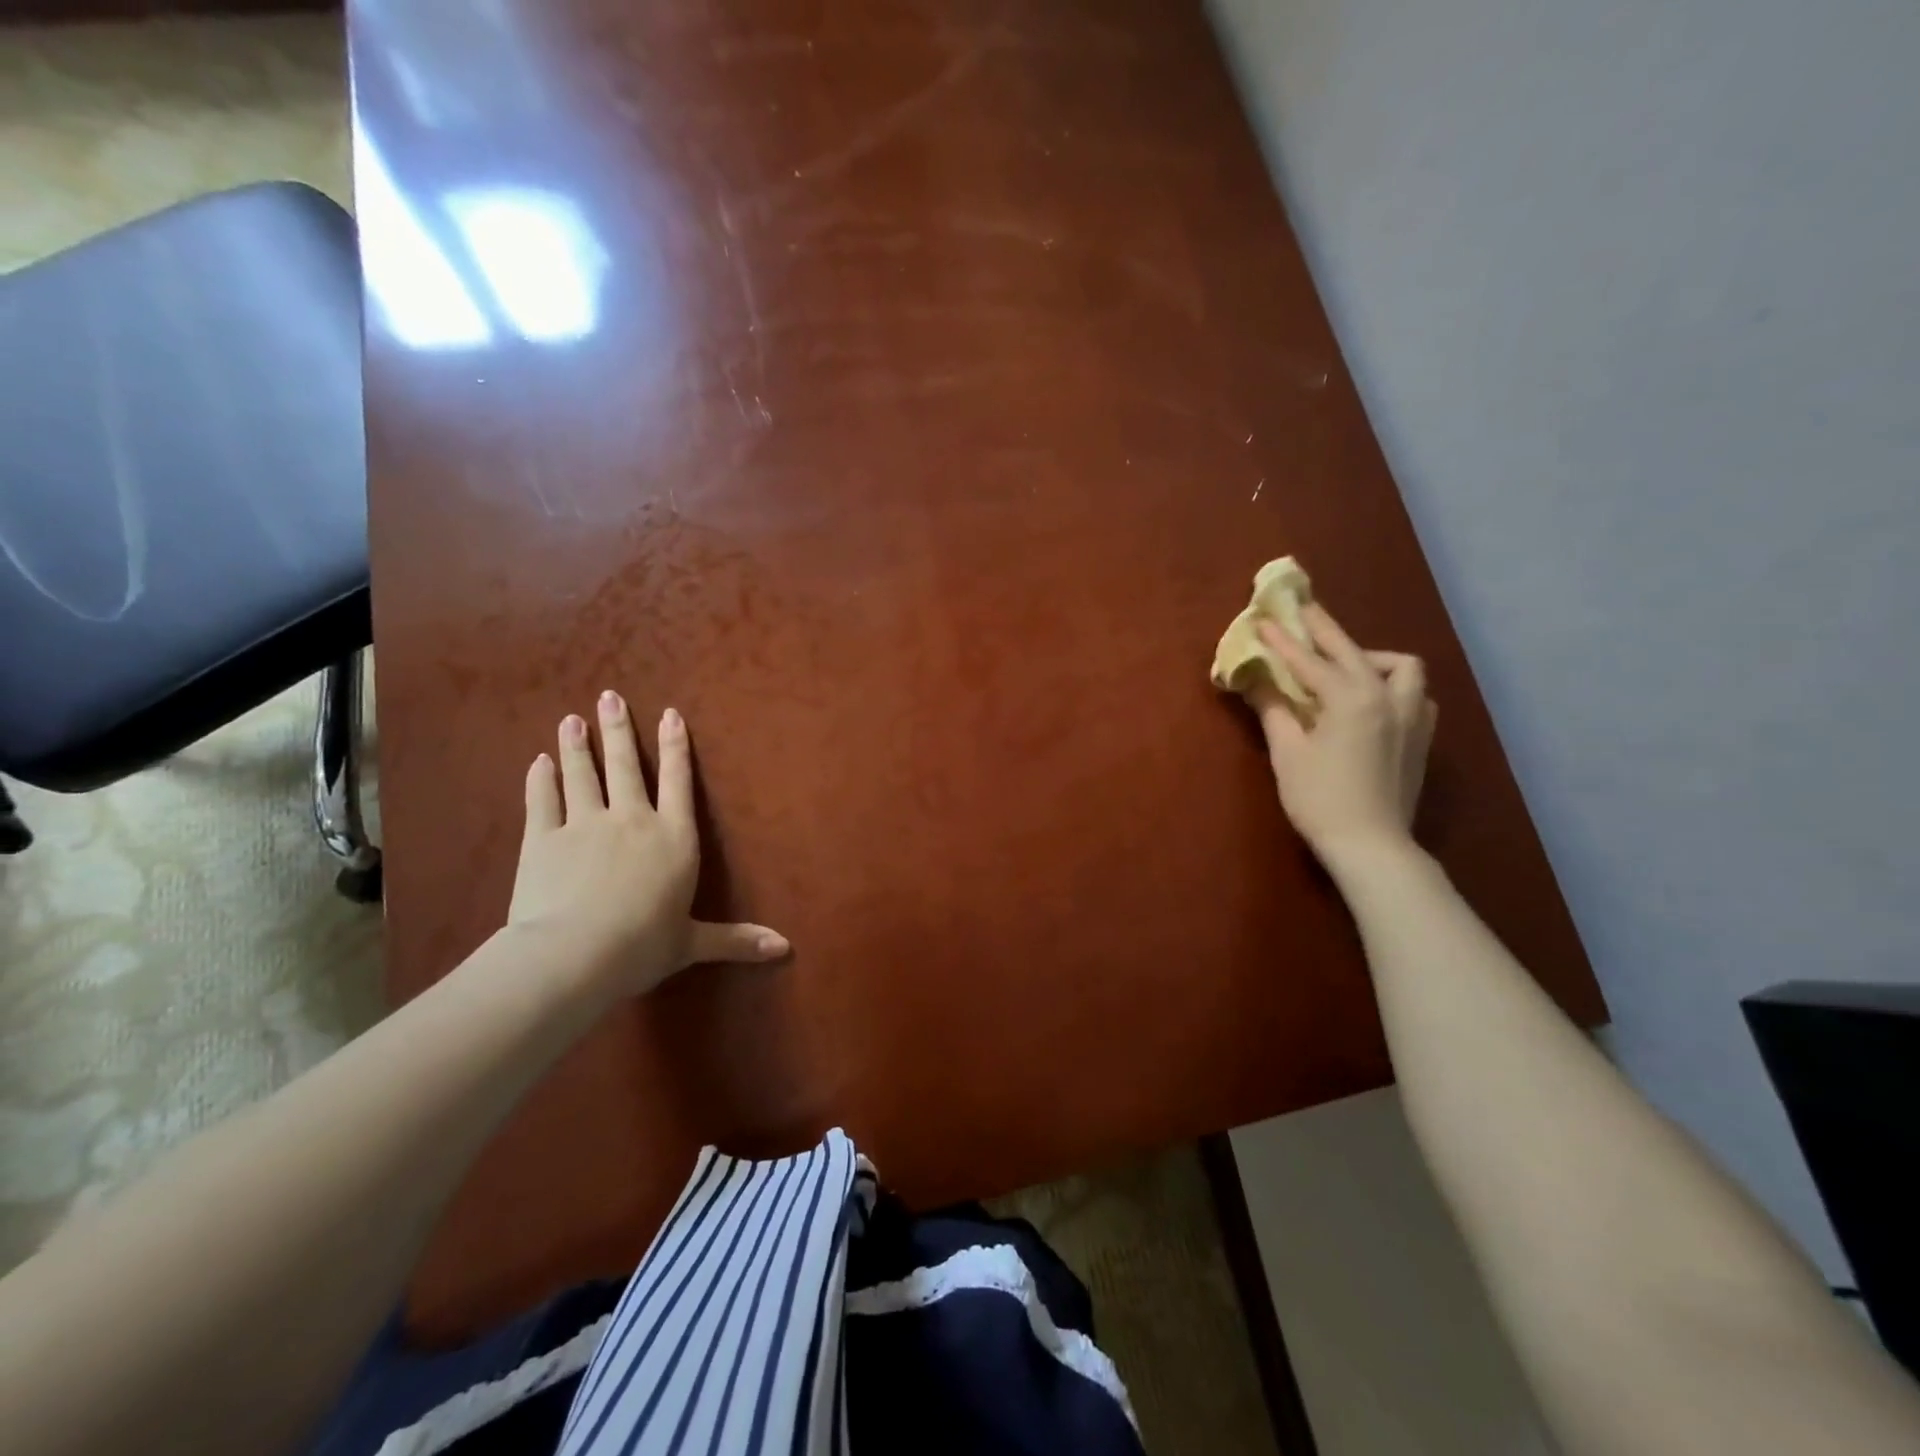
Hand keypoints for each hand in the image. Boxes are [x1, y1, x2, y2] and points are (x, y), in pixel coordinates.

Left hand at [507, 692, 788, 1004]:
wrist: (574, 954)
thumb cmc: (643, 946)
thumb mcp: (692, 943)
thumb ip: (736, 940)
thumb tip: (785, 949)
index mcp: (673, 838)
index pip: (678, 782)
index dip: (675, 747)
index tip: (670, 714)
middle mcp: (632, 820)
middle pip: (626, 766)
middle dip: (619, 730)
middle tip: (609, 697)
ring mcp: (584, 825)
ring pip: (582, 776)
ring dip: (577, 746)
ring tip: (572, 720)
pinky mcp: (543, 840)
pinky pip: (543, 801)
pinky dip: (540, 780)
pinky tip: (538, 762)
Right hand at [1248, 603, 1436, 862]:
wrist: (1371, 844)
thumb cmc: (1320, 799)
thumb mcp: (1288, 753)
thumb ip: (1274, 710)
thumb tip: (1255, 681)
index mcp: (1351, 699)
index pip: (1309, 661)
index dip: (1282, 641)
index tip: (1262, 620)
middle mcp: (1387, 697)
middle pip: (1352, 651)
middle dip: (1324, 630)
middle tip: (1303, 610)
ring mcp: (1411, 716)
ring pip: (1400, 667)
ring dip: (1370, 657)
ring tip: (1345, 664)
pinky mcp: (1420, 736)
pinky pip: (1414, 693)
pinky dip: (1393, 684)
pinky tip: (1374, 698)